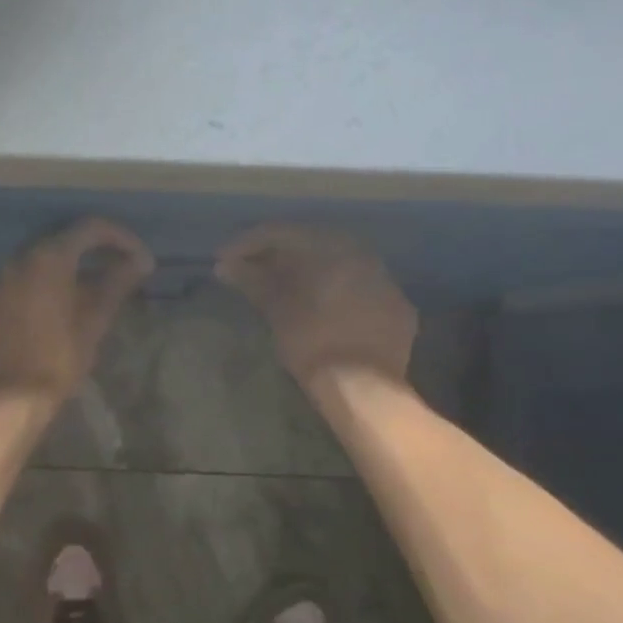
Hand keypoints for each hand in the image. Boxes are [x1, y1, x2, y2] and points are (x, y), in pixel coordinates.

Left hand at [0, 219, 154, 407]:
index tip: (139, 258)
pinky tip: (46, 313)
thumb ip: (117, 282)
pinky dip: (34, 290)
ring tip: (82, 291)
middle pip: (59, 241)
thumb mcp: (95, 320)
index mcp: (49, 258)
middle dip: (90, 251)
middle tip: (115, 269)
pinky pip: (13, 286)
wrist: (8, 400)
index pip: (90, 228)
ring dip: (61, 271)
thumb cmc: (59, 359)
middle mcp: (17, 259)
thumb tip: (141, 260)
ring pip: (34, 263)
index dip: (120, 238)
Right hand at [216, 225, 415, 394]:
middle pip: (313, 245)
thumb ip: (253, 281)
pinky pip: (361, 291)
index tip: (223, 260)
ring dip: (310, 273)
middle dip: (279, 256)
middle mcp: (364, 254)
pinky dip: (337, 293)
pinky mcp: (399, 311)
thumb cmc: (313, 343)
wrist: (364, 389)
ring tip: (284, 289)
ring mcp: (386, 282)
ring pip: (340, 266)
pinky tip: (323, 310)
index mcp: (332, 246)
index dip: (247, 244)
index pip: (282, 233)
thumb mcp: (277, 310)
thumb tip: (226, 265)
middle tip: (251, 270)